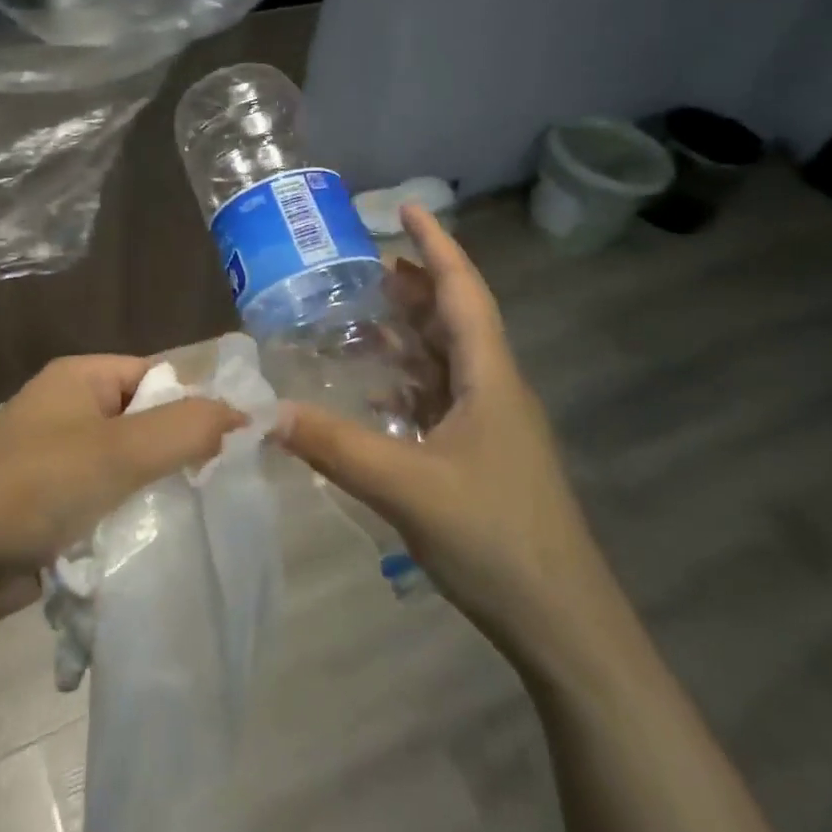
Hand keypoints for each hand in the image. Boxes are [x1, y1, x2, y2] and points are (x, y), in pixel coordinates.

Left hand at [0, 356, 242, 620]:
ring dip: (152, 492)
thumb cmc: (38, 487)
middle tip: (212, 490)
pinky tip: (149, 543)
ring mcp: (56, 457)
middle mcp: (69, 409)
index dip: (195, 407)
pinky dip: (126, 518)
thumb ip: (187, 428)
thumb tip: (244, 415)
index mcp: (81, 378)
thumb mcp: (121, 451)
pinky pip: (105, 500)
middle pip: (145, 423)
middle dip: (176, 455)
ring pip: (127, 467)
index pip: (158, 377)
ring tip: (188, 519)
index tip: (229, 449)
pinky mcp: (49, 503)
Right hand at [278, 205, 604, 663]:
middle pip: (454, 319)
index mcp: (489, 377)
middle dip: (414, 286)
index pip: (463, 291)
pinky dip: (408, 383)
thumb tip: (270, 412)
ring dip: (409, 334)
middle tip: (364, 266)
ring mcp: (491, 426)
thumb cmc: (495, 538)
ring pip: (447, 360)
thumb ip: (337, 446)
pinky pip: (440, 400)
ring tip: (361, 318)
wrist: (562, 623)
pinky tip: (375, 393)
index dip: (437, 245)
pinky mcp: (482, 458)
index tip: (407, 208)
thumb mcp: (407, 488)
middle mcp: (494, 389)